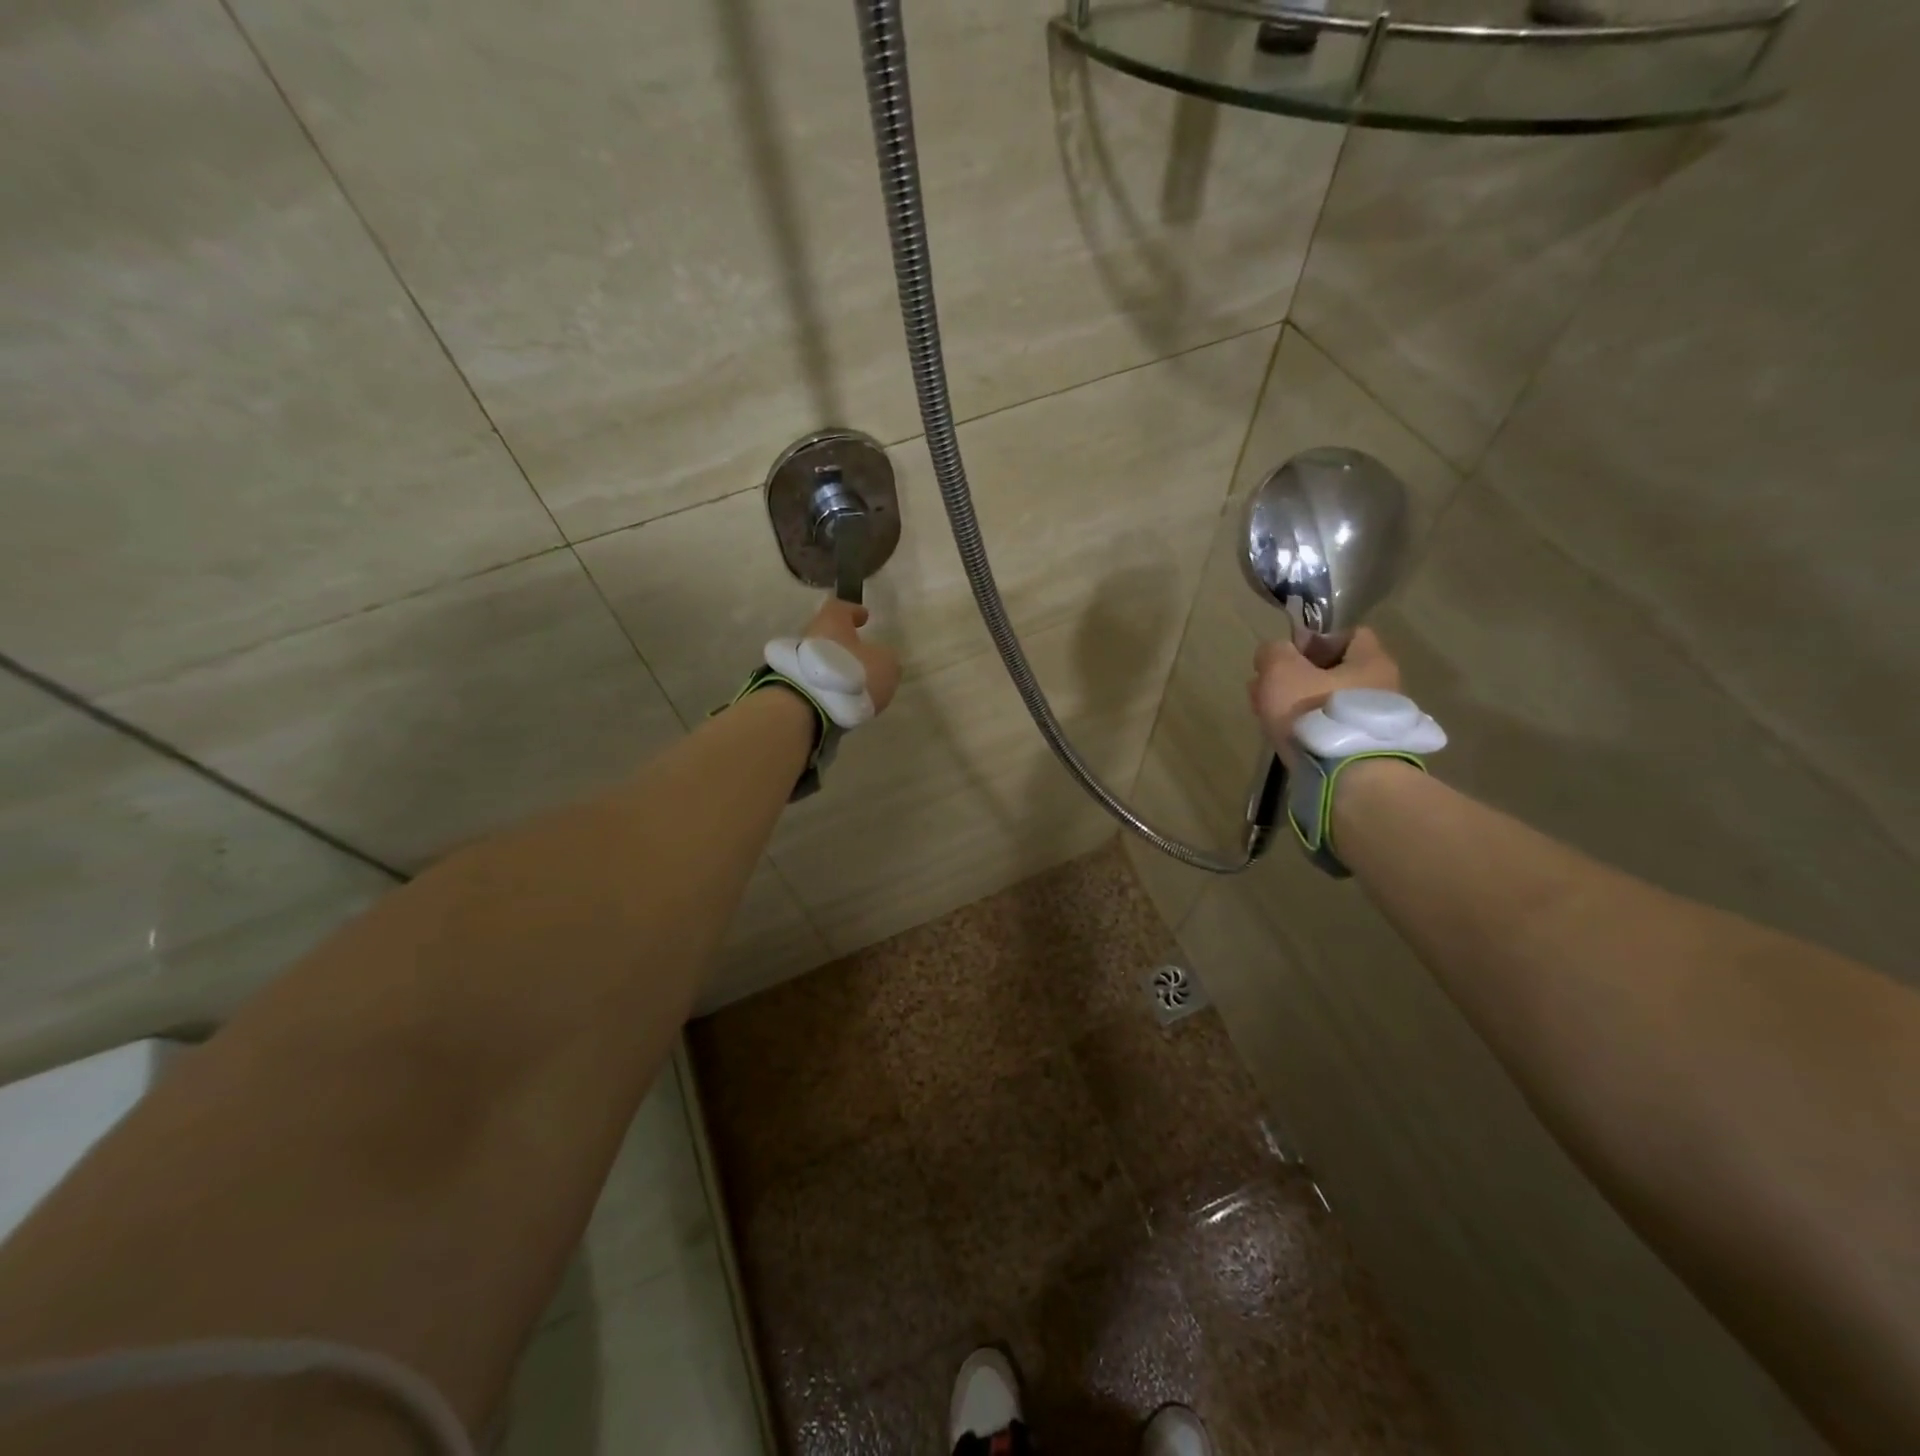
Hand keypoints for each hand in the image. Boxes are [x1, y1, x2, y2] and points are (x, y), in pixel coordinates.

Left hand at [801, 598, 899, 715]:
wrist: (808, 707)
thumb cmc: (851, 674)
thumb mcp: (885, 665)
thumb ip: (885, 658)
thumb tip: (882, 658)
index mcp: (832, 621)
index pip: (841, 608)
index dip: (853, 612)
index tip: (864, 618)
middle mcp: (809, 635)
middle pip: (827, 633)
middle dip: (843, 642)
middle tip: (860, 653)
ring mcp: (795, 661)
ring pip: (819, 657)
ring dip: (834, 665)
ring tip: (852, 680)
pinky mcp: (790, 685)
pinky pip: (813, 679)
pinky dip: (826, 684)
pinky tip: (840, 696)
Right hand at [1248, 627, 1399, 765]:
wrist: (1346, 777)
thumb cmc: (1315, 712)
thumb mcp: (1281, 670)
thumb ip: (1273, 652)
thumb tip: (1273, 652)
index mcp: (1371, 660)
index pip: (1349, 635)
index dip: (1315, 640)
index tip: (1288, 656)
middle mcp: (1383, 688)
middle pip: (1334, 672)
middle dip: (1297, 678)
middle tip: (1268, 690)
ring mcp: (1375, 722)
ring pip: (1328, 702)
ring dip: (1299, 706)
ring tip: (1270, 718)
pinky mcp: (1364, 750)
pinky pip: (1332, 729)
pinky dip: (1310, 730)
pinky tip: (1288, 739)